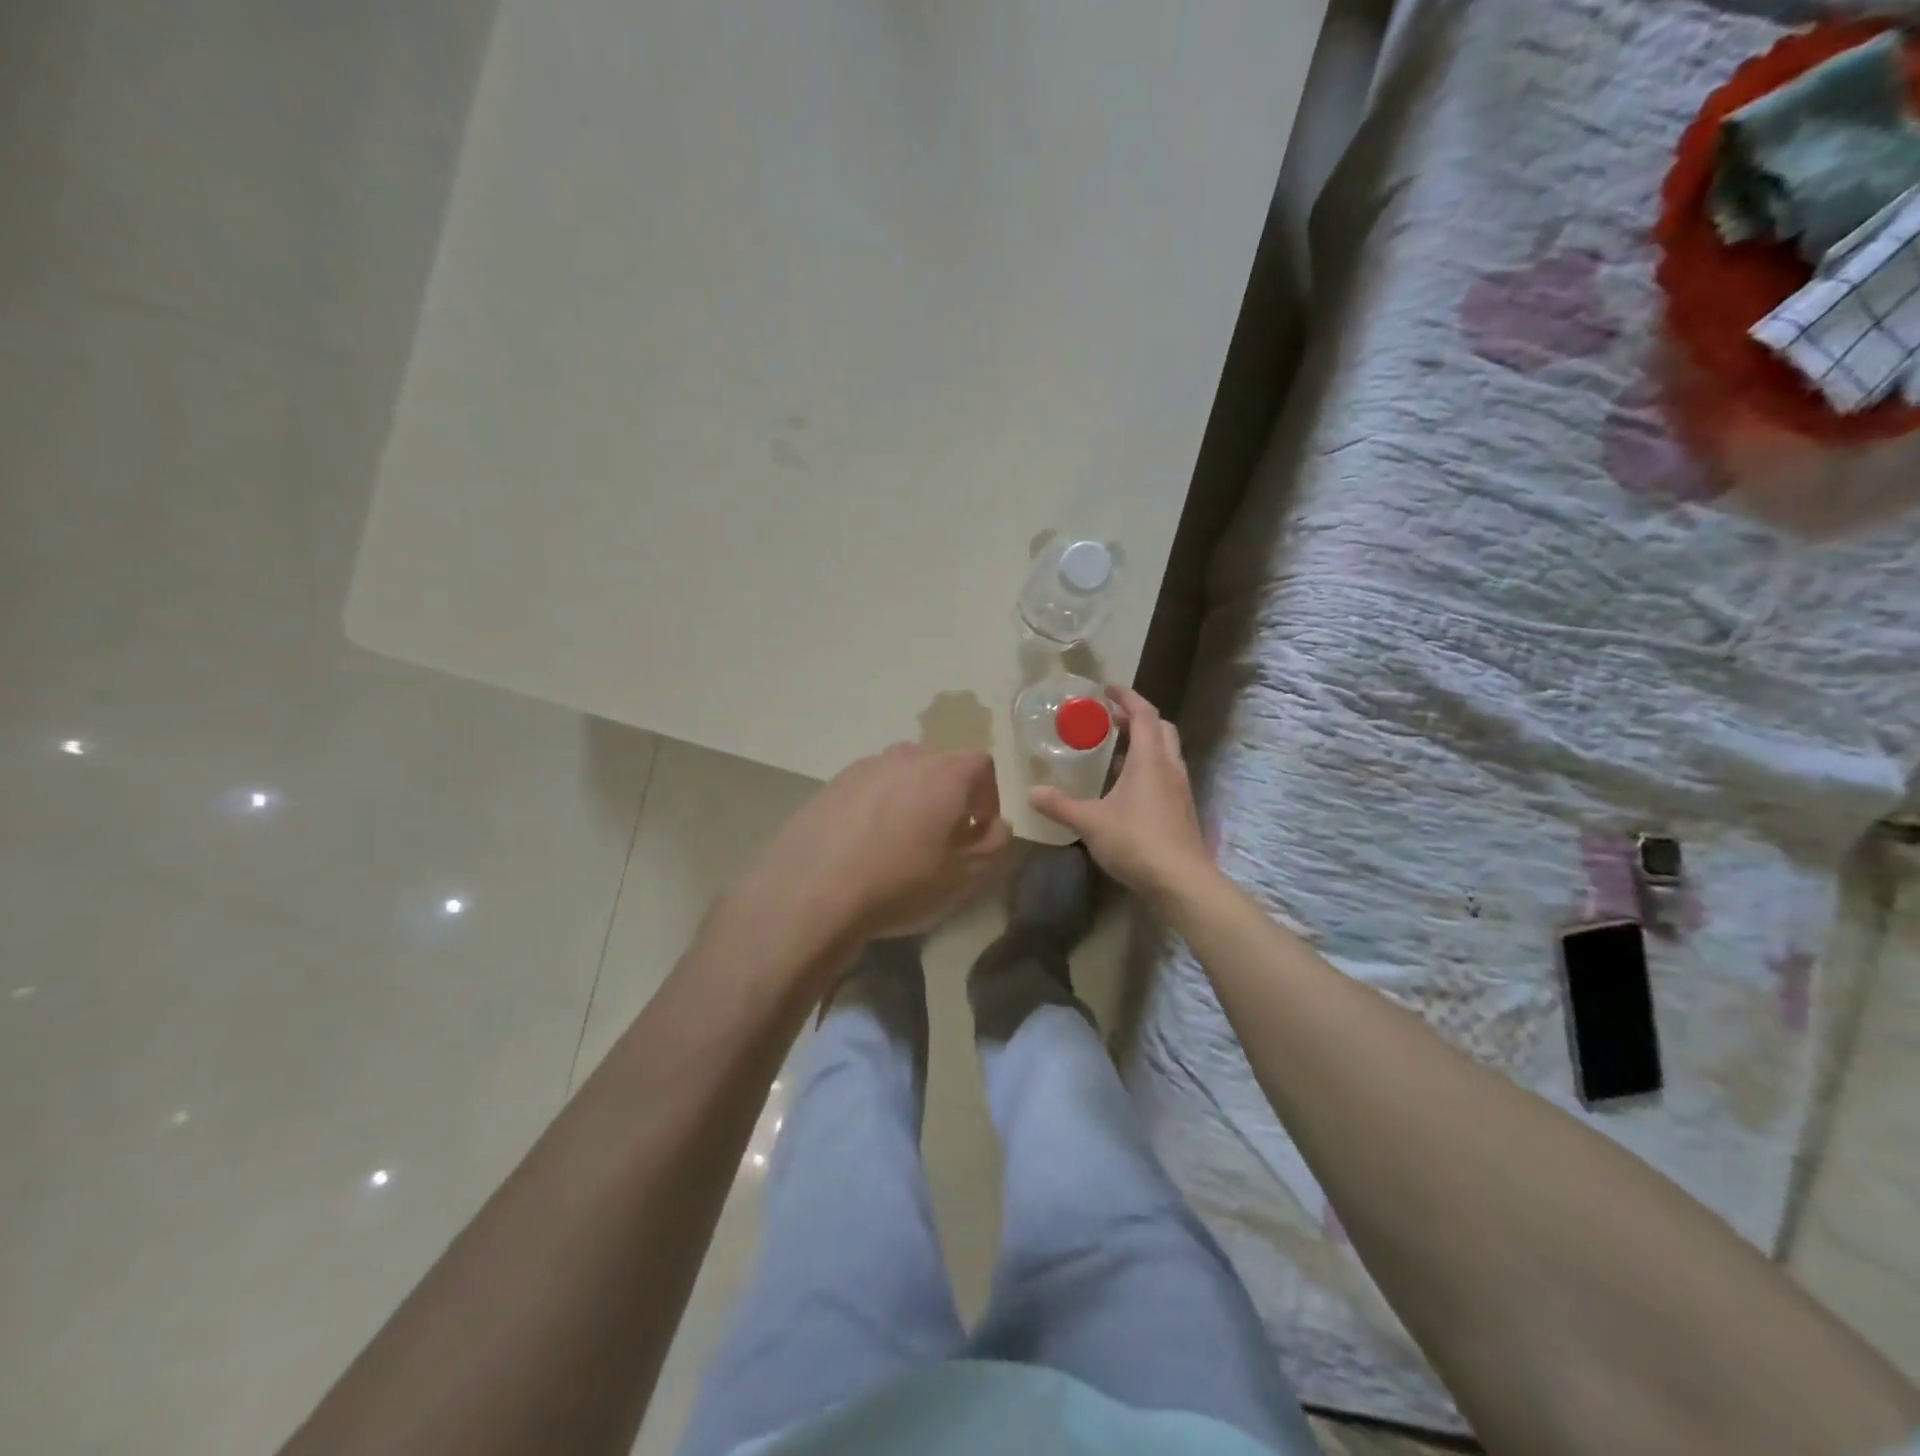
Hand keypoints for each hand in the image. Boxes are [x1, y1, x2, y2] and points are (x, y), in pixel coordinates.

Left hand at [748, 743, 1013, 943]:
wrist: (811, 890)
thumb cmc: (900, 881)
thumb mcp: (965, 875)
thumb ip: (995, 843)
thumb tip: (996, 824)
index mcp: (944, 772)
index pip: (982, 764)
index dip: (988, 795)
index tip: (977, 829)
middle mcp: (906, 757)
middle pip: (940, 766)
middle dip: (949, 797)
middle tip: (942, 838)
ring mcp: (864, 767)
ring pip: (901, 776)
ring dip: (911, 800)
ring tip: (900, 842)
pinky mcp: (831, 784)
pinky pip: (868, 789)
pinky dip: (877, 807)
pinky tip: (864, 845)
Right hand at [1029, 685, 1211, 902]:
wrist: (1182, 881)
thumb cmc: (1136, 842)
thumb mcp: (1090, 822)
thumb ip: (1060, 806)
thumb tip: (1031, 793)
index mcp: (1149, 759)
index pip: (1143, 713)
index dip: (1126, 696)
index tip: (1107, 688)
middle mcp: (1169, 766)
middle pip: (1160, 728)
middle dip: (1136, 717)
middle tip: (1109, 719)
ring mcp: (1180, 788)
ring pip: (1165, 751)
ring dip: (1143, 742)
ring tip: (1114, 751)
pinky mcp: (1182, 809)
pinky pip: (1165, 773)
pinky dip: (1148, 766)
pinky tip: (1126, 787)